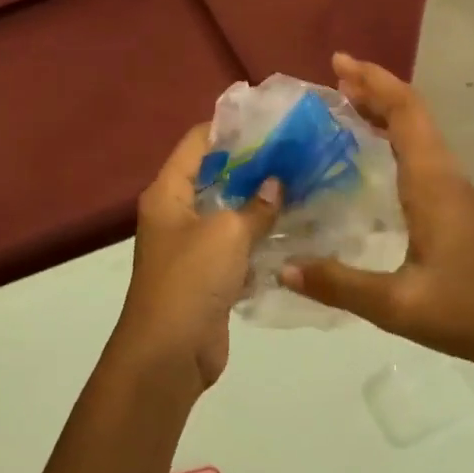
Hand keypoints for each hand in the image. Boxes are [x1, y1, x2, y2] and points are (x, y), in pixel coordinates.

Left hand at [111, 124, 281, 390]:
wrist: (169, 354)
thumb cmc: (191, 280)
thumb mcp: (227, 233)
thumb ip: (256, 206)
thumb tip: (276, 183)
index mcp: (168, 193)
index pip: (197, 143)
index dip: (230, 127)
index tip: (271, 119)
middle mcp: (177, 214)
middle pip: (216, 176)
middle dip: (254, 165)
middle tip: (297, 152)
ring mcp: (193, 247)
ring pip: (230, 213)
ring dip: (261, 203)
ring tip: (305, 184)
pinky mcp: (210, 276)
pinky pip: (238, 247)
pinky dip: (261, 238)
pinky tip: (296, 229)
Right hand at [280, 54, 473, 377]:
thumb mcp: (401, 306)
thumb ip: (341, 285)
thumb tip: (284, 267)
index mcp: (432, 184)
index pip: (404, 113)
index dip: (373, 82)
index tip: (338, 63)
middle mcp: (445, 177)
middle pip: (412, 114)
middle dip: (374, 89)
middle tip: (332, 80)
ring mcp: (456, 192)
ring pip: (420, 134)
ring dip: (386, 112)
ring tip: (346, 108)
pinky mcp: (459, 210)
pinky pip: (422, 156)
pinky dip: (396, 140)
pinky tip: (376, 160)